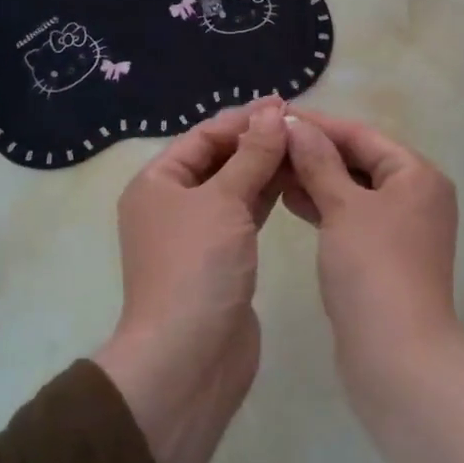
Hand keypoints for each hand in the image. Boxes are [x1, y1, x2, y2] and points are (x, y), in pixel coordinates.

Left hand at [93, 97, 287, 462]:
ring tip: (306, 149)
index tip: (286, 106)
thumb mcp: (224, 201)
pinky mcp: (221, 258)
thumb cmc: (197, 267)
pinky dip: (267, 197)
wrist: (189, 357)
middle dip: (257, 142)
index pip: (203, 136)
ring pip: (235, 187)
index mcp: (157, 183)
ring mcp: (196, 234)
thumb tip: (272, 112)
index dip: (244, 119)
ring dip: (265, 167)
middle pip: (219, 159)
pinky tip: (295, 183)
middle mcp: (172, 203)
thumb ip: (252, 155)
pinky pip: (245, 214)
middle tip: (303, 127)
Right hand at [280, 108, 459, 374]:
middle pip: (359, 160)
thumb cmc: (372, 269)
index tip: (276, 116)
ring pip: (353, 190)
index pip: (362, 135)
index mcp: (417, 175)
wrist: (397, 357)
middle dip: (314, 152)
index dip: (318, 125)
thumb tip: (297, 125)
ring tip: (272, 168)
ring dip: (316, 178)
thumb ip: (319, 162)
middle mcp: (416, 196)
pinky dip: (323, 207)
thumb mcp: (343, 207)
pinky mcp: (384, 256)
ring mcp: (401, 229)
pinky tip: (289, 200)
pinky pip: (351, 217)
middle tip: (268, 144)